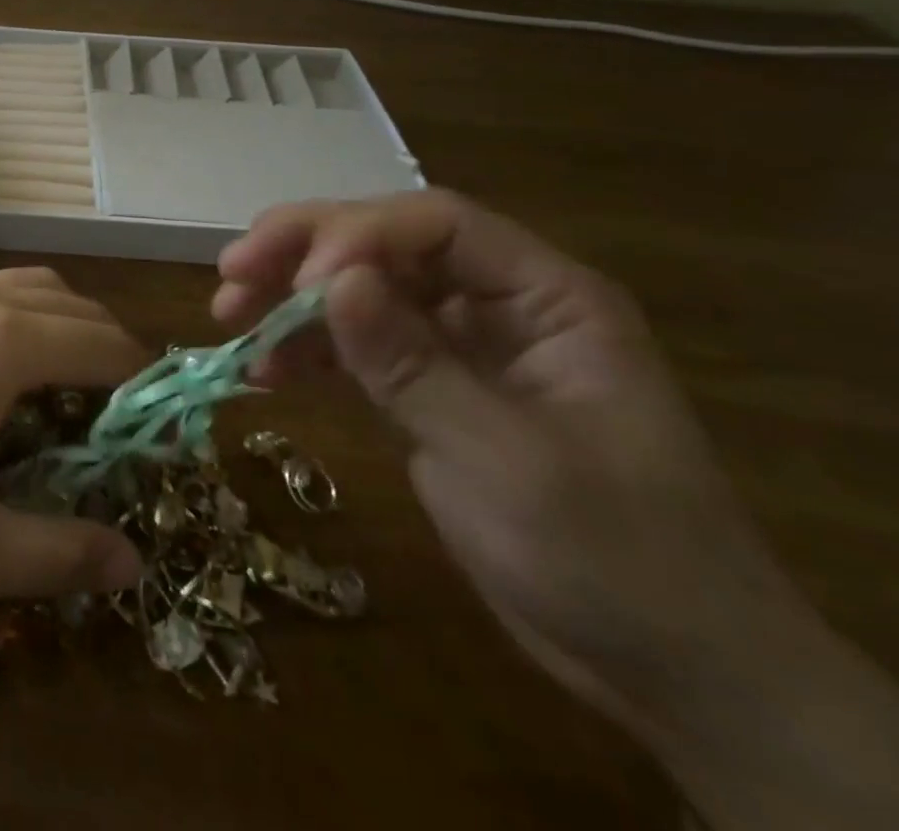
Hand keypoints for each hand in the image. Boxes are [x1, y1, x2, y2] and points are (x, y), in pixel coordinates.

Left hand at [0, 268, 149, 600]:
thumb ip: (57, 555)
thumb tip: (131, 561)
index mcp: (4, 341)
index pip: (107, 347)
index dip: (145, 388)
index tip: (157, 435)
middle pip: (79, 309)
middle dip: (114, 356)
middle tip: (119, 422)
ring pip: (36, 288)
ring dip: (69, 327)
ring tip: (67, 391)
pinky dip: (26, 316)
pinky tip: (1, 371)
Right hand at [215, 190, 898, 828]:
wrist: (670, 675)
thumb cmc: (614, 558)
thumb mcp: (505, 458)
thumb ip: (412, 363)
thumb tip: (331, 281)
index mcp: (545, 297)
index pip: (436, 224)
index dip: (359, 236)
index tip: (299, 284)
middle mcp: (496, 304)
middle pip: (385, 245)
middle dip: (303, 252)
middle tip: (232, 271)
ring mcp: (457, 346)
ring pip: (359, 292)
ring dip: (290, 299)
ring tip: (228, 317)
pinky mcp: (427, 389)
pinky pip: (354, 348)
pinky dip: (306, 352)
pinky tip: (262, 371)